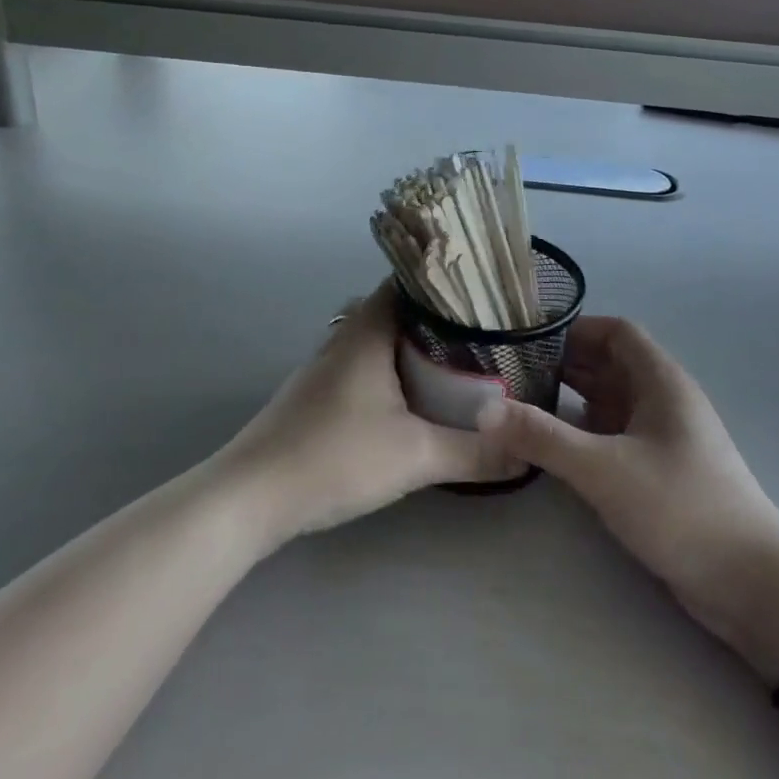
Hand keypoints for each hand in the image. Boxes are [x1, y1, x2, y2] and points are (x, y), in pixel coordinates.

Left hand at [218, 283, 502, 543]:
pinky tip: (413, 397)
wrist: (251, 498)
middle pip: (397, 308)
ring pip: (380, 339)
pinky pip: (365, 365)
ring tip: (459, 360)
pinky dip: (393, 370)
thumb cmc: (334, 457)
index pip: (409, 281)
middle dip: (439, 317)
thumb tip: (527, 453)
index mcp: (368, 330)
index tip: (484, 292)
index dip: (446, 281)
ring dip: (414, 346)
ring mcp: (326, 366)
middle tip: (483, 331)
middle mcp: (345, 337)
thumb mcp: (416, 456)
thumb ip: (474, 453)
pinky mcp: (317, 395)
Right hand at [477, 316, 778, 678]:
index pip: (616, 332)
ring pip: (610, 402)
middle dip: (564, 365)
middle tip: (511, 374)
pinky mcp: (659, 471)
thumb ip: (542, 437)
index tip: (529, 341)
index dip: (575, 330)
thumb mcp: (603, 469)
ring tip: (520, 406)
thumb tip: (484, 409)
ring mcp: (663, 437)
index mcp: (661, 381)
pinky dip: (584, 432)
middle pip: (610, 365)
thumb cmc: (680, 508)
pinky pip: (614, 435)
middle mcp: (662, 400)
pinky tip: (552, 446)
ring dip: (571, 400)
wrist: (750, 584)